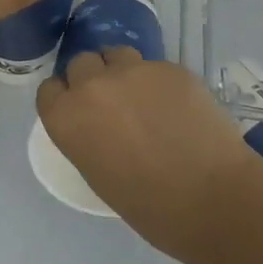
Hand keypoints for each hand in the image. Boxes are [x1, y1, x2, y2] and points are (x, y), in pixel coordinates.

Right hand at [37, 51, 251, 262]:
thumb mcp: (98, 174)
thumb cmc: (150, 208)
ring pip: (117, 55)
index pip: (50, 89)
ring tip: (145, 98)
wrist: (212, 199)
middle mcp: (92, 85)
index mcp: (66, 117)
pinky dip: (160, 83)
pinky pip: (155, 67)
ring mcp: (132, 70)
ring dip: (123, 71)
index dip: (65, 98)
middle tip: (114, 104)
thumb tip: (98, 124)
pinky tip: (179, 107)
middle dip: (93, 78)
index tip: (81, 111)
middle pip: (81, 63)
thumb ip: (87, 136)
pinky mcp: (168, 67)